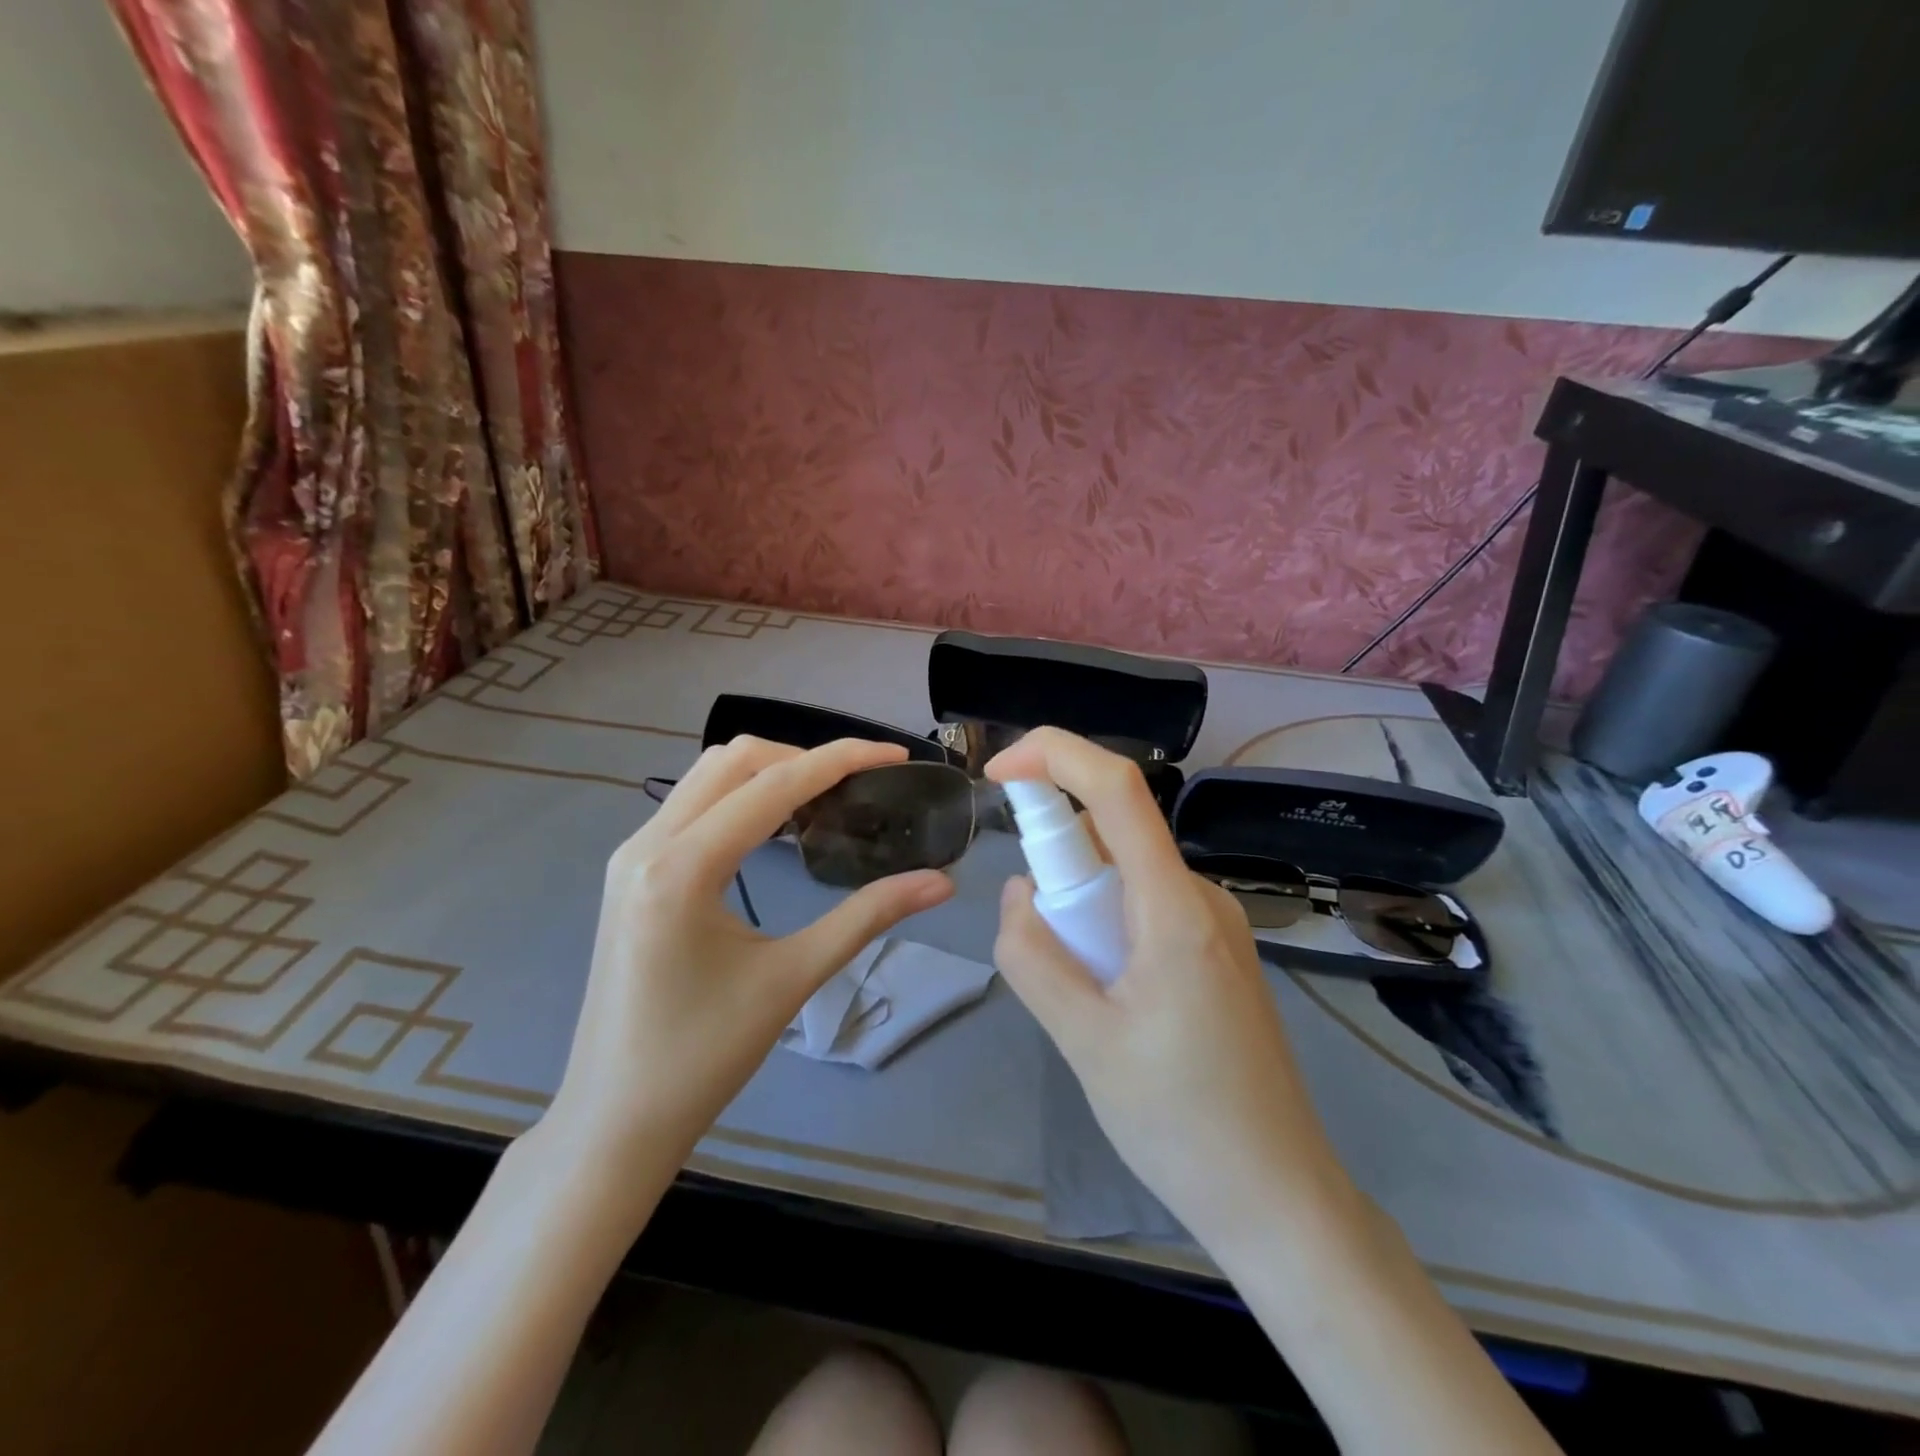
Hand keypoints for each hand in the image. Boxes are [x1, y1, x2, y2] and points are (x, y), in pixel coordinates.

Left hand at [546, 737, 954, 1181]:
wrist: (614, 1120)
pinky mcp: (628, 872)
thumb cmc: (703, 1057)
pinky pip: (691, 805)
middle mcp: (647, 844)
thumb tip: (941, 882)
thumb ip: (868, 917)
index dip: (841, 760)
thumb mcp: (792, 979)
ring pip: (708, 776)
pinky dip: (741, 797)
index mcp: (682, 867)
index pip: (774, 784)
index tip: (895, 754)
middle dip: (804, 758)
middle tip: (860, 786)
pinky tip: (777, 829)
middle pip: (735, 760)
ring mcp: (630, 855)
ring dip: (770, 773)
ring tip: (826, 802)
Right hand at [986, 729, 1350, 1250]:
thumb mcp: (1083, 1041)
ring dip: (1079, 903)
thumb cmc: (1180, 1122)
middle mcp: (1200, 895)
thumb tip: (1019, 894)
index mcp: (1175, 907)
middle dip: (1056, 860)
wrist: (1277, 1197)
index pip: (1116, 788)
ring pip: (1124, 873)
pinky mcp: (1215, 950)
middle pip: (1113, 831)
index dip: (1053, 755)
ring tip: (1080, 994)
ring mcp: (1214, 923)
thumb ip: (1034, 956)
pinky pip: (1143, 906)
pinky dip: (1103, 924)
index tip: (998, 773)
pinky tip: (1106, 998)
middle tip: (1039, 944)